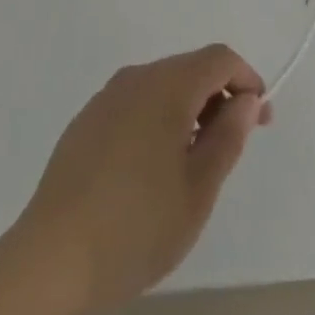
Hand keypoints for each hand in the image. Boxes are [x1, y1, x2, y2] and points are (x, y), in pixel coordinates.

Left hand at [12, 44, 272, 314]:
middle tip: (235, 142)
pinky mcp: (87, 119)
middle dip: (219, 95)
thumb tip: (246, 100)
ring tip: (197, 161)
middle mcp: (136, 77)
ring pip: (161, 85)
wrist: (53, 256)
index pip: (218, 58)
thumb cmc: (137, 225)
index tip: (261, 118)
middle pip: (189, 68)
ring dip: (189, 108)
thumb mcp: (198, 190)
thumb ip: (227, 137)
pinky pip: (135, 103)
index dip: (247, 79)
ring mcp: (107, 96)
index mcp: (166, 85)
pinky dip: (158, 119)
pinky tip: (154, 167)